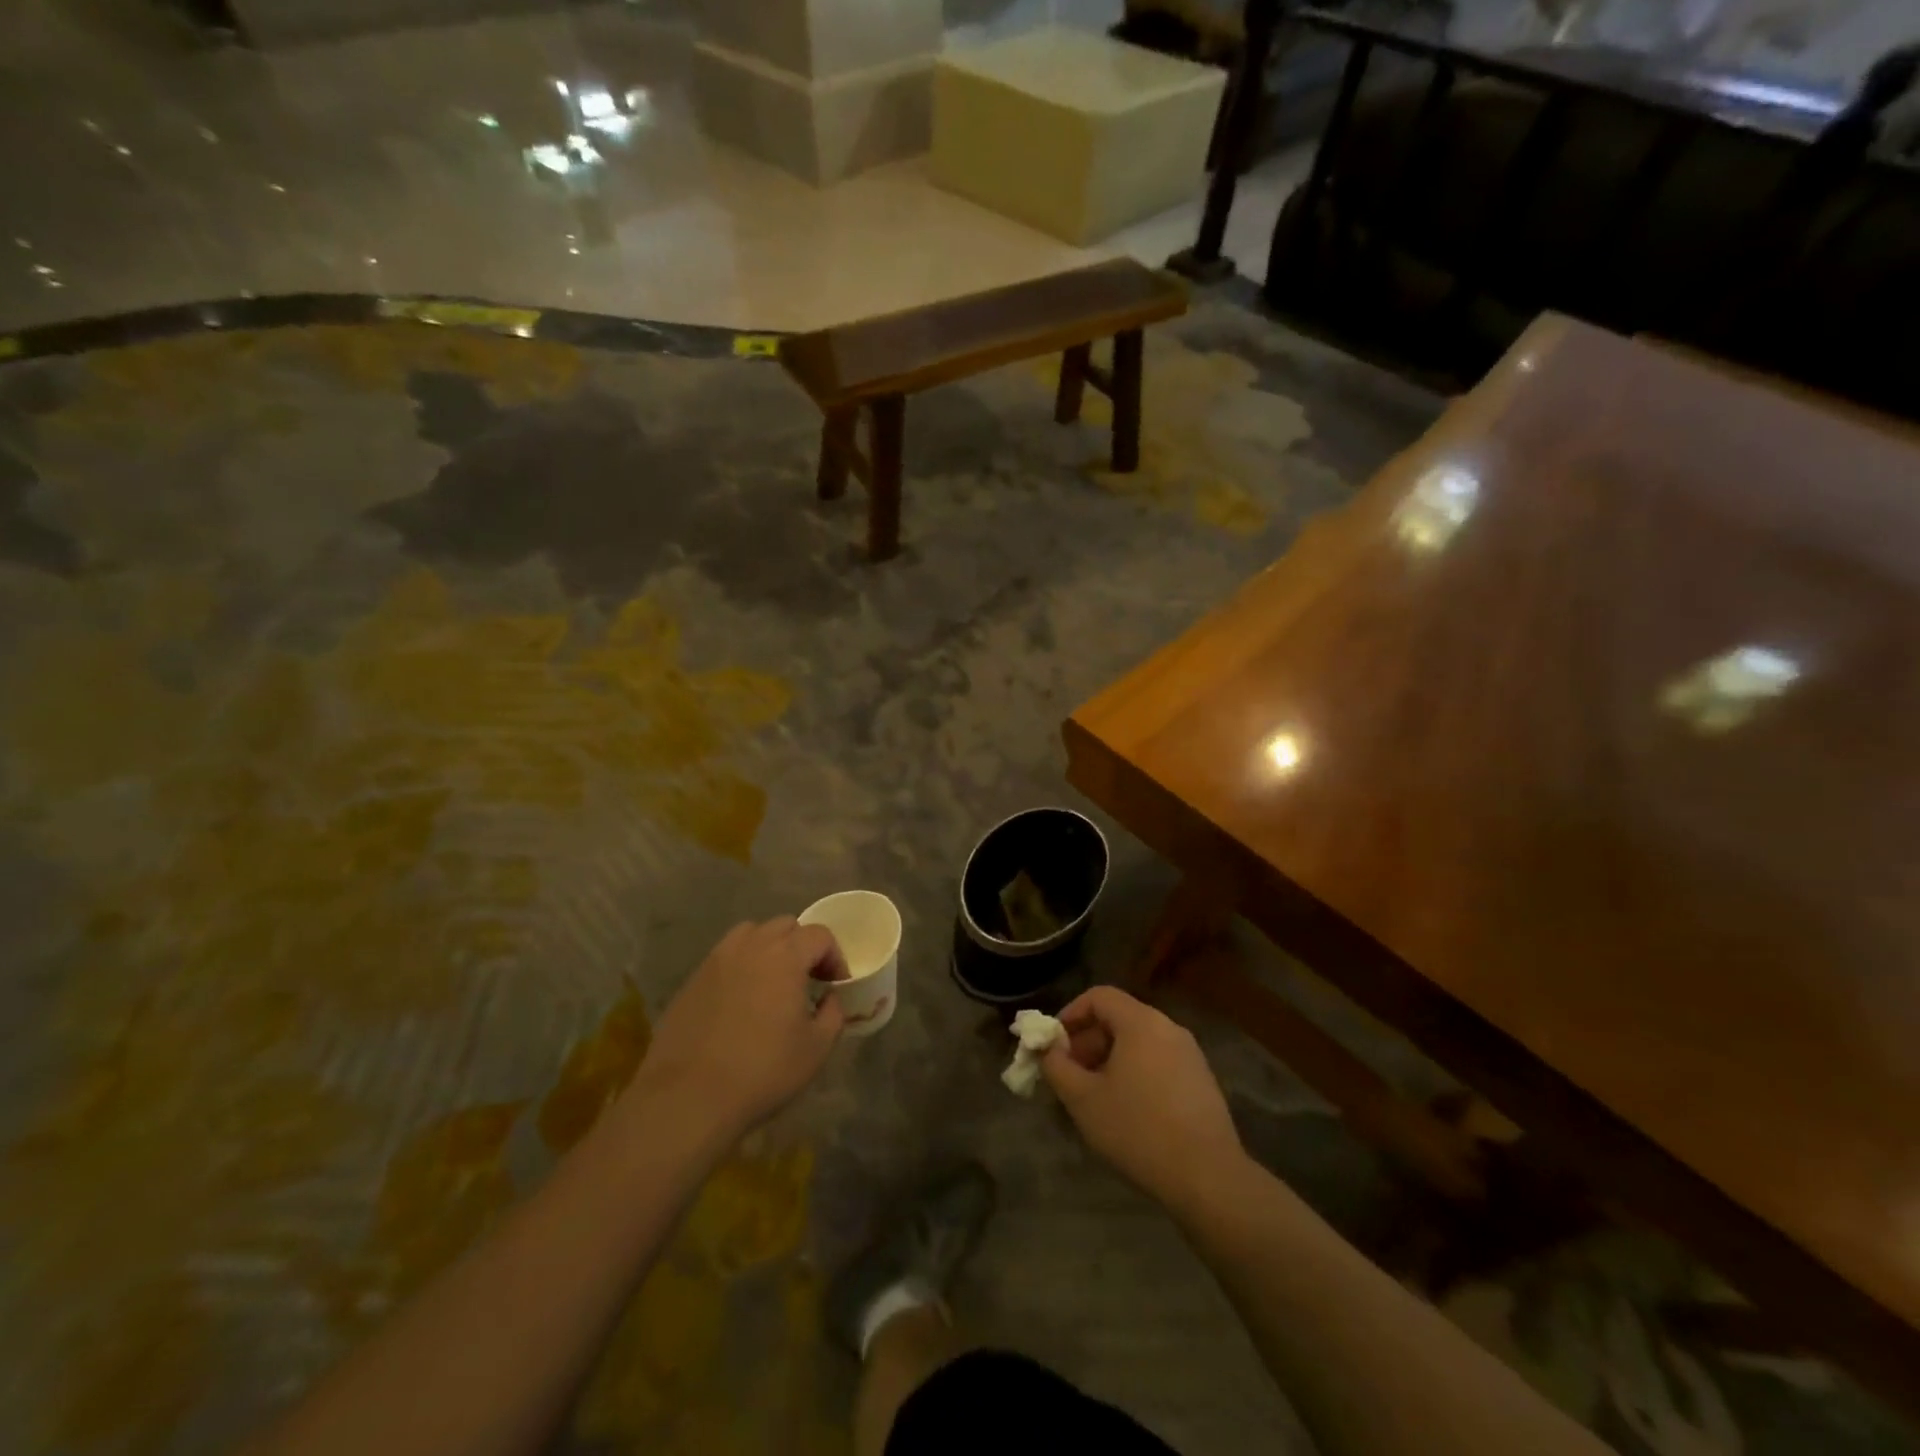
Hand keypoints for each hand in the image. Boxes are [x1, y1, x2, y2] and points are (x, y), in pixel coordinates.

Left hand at [626, 918, 847, 1140]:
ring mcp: (717, 960)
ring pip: (751, 934)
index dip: (834, 957)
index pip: (819, 935)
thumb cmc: (762, 1071)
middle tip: (807, 980)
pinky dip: (741, 966)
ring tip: (772, 982)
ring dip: (769, 948)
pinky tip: (741, 1000)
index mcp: (785, 956)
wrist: (688, 1097)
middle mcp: (750, 946)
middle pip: (785, 926)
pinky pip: (725, 957)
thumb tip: (828, 998)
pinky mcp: (692, 979)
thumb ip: (833, 1013)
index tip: (835, 986)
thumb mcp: (816, 1049)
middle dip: (802, 946)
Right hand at [1042, 986, 1245, 1207]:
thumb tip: (1046, 1049)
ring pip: (1139, 1042)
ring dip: (1110, 1059)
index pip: (1099, 996)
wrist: (1207, 1177)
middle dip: (1087, 1041)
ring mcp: (1190, 1054)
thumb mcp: (1083, 1100)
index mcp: (1141, 1022)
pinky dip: (1135, 1072)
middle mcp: (1168, 1028)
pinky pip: (1158, 1061)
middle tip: (1069, 1074)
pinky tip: (1126, 1110)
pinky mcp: (1201, 1081)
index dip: (1070, 1014)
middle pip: (1119, 1018)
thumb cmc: (1138, 1130)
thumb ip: (1057, 1067)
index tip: (1053, 1044)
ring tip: (1093, 1095)